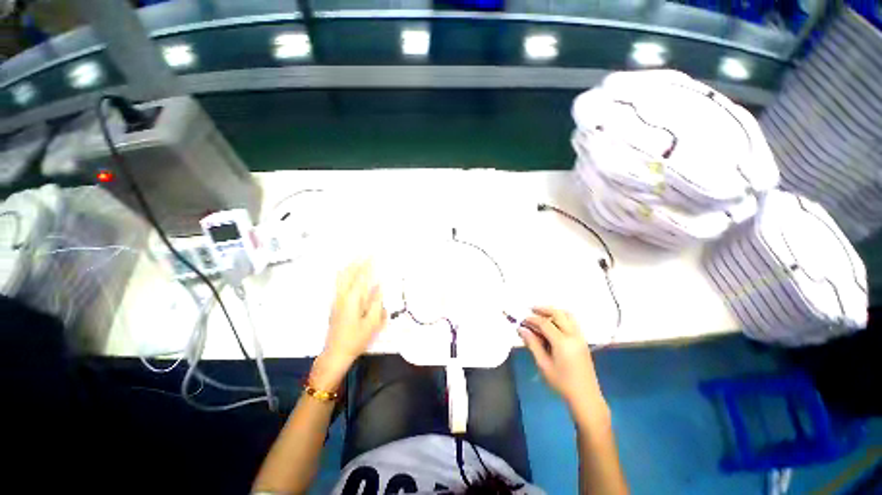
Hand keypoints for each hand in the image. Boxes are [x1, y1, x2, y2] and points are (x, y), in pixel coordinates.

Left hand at [311, 260, 386, 390]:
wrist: (335, 353)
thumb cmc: (356, 339)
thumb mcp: (372, 322)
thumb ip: (376, 302)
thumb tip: (379, 285)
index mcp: (352, 299)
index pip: (361, 276)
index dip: (368, 263)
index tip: (374, 253)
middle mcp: (342, 295)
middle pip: (348, 272)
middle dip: (358, 260)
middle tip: (367, 251)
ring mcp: (336, 299)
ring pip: (341, 276)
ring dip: (350, 265)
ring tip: (358, 257)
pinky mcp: (334, 303)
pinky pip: (339, 282)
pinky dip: (345, 273)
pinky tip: (349, 272)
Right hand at [519, 307, 606, 414]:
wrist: (585, 397)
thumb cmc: (562, 383)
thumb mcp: (543, 364)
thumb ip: (532, 344)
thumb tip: (521, 329)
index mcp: (562, 342)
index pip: (544, 323)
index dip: (532, 319)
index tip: (522, 320)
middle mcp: (573, 336)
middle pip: (558, 313)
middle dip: (543, 309)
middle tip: (531, 309)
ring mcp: (580, 337)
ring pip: (568, 315)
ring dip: (554, 311)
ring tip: (542, 313)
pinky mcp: (583, 341)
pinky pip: (573, 322)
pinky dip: (562, 317)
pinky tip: (553, 323)